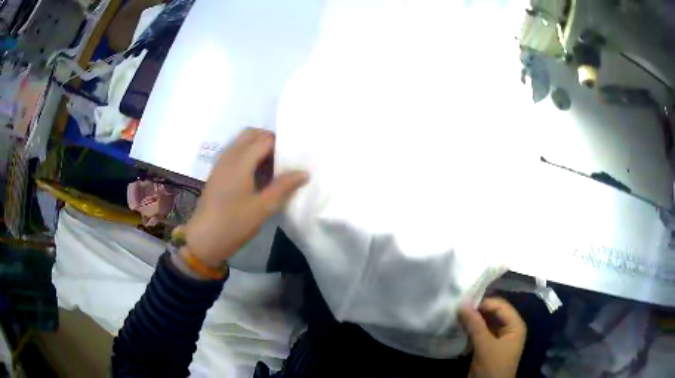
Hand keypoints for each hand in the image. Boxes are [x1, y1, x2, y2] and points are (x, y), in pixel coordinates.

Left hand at [185, 128, 307, 266]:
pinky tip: (257, 173)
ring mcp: (221, 163)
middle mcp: (229, 156)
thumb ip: (283, 187)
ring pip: (241, 142)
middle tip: (285, 157)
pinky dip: (248, 153)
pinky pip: (235, 152)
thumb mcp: (262, 208)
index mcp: (240, 161)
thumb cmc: (234, 223)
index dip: (282, 143)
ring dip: (258, 146)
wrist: (204, 239)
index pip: (265, 139)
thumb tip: (304, 172)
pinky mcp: (218, 172)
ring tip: (273, 165)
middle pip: (251, 134)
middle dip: (269, 140)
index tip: (295, 154)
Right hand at [459, 297, 526, 377]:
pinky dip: (471, 329)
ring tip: (457, 316)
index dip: (484, 303)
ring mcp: (498, 337)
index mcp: (515, 325)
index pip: (500, 306)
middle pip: (493, 313)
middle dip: (477, 310)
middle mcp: (509, 328)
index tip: (464, 303)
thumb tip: (463, 304)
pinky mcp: (488, 346)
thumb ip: (475, 325)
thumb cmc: (493, 366)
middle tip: (458, 308)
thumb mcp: (485, 346)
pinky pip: (480, 332)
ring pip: (485, 322)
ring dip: (473, 320)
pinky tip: (459, 327)